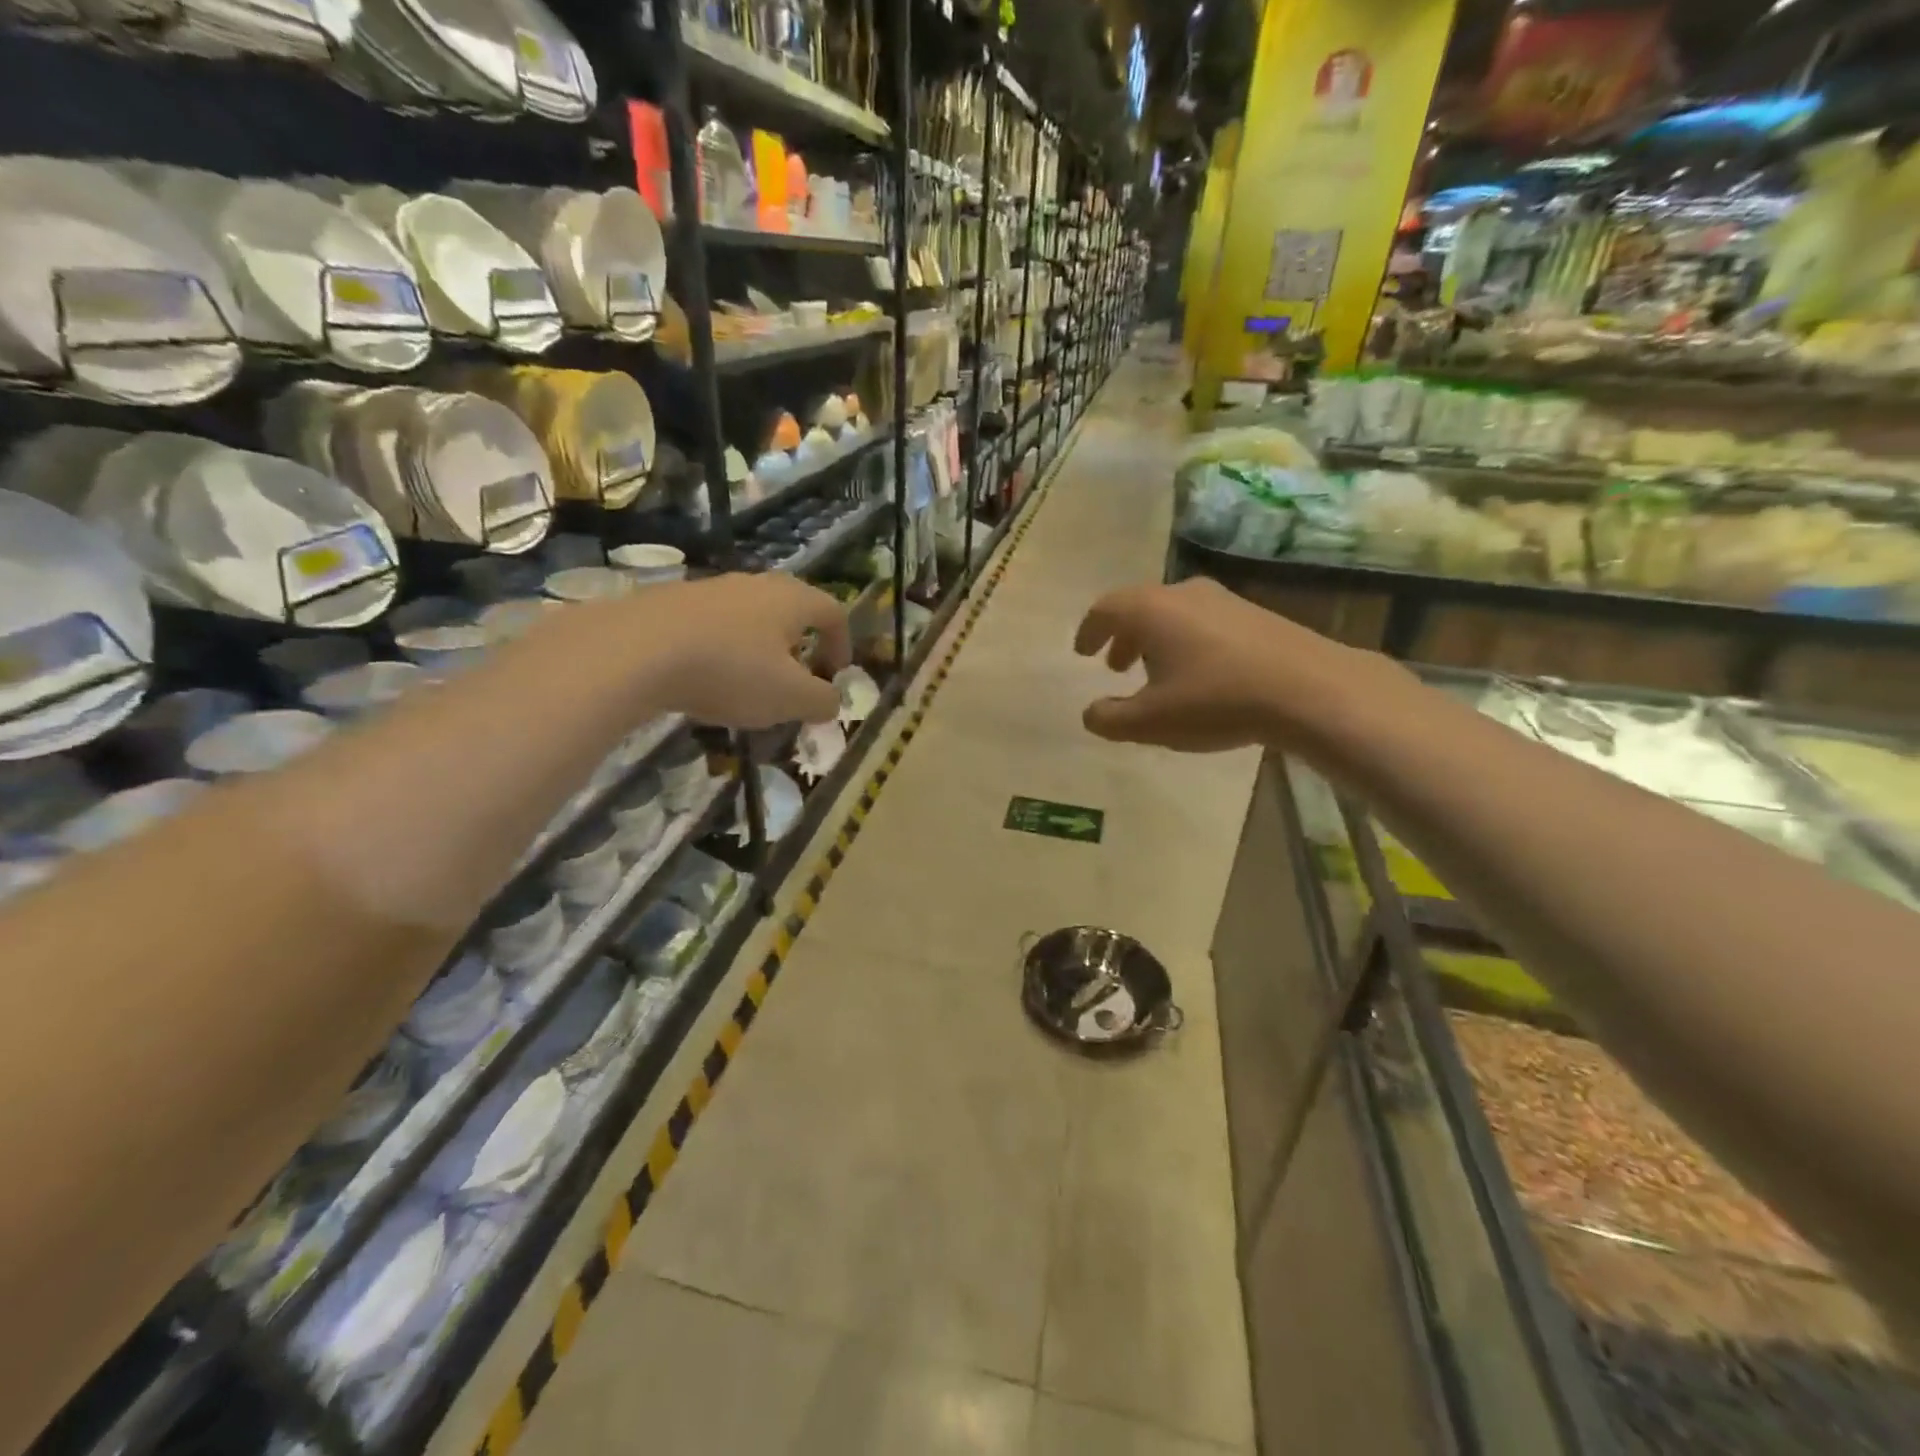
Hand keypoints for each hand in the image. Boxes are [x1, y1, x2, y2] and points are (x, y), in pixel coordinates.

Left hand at [627, 573, 850, 728]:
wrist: (634, 650)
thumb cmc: (730, 671)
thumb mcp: (790, 698)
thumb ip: (822, 701)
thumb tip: (832, 700)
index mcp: (791, 600)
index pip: (833, 612)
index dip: (842, 644)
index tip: (836, 675)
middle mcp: (754, 584)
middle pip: (790, 610)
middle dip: (799, 646)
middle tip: (795, 679)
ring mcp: (709, 589)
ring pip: (748, 618)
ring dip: (758, 649)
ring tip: (748, 685)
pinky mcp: (670, 601)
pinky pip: (711, 626)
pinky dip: (720, 650)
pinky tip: (704, 680)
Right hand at [1074, 578, 1392, 751]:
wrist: (1308, 688)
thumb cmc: (1215, 700)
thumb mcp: (1150, 722)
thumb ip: (1110, 718)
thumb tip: (1091, 713)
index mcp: (1150, 610)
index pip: (1106, 609)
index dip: (1089, 631)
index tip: (1083, 652)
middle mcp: (1183, 593)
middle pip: (1139, 607)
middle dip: (1122, 637)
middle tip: (1117, 667)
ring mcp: (1223, 600)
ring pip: (1173, 614)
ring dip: (1155, 641)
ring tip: (1156, 674)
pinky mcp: (1254, 613)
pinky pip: (1202, 622)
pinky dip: (1185, 642)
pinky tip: (1199, 675)